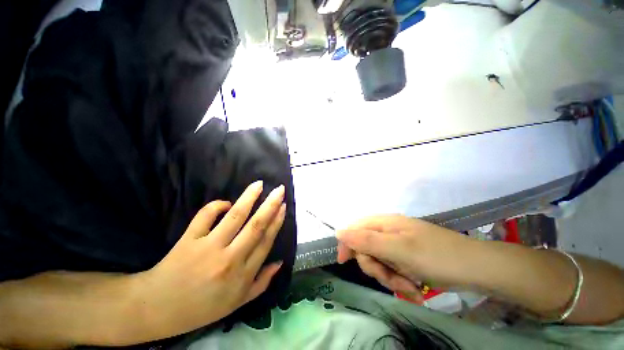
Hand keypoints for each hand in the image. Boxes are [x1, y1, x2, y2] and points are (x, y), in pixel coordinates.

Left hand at [137, 181, 286, 337]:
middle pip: (256, 225)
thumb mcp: (237, 303)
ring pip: (235, 216)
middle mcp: (230, 259)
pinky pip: (205, 216)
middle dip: (271, 205)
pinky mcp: (189, 240)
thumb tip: (280, 262)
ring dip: (249, 197)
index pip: (266, 241)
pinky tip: (226, 203)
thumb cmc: (202, 307)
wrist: (157, 309)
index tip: (284, 206)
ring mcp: (208, 247)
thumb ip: (262, 283)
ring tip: (259, 184)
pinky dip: (216, 206)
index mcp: (242, 274)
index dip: (277, 221)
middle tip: (280, 189)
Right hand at [336, 215, 473, 294]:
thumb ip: (365, 240)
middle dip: (375, 267)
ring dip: (389, 277)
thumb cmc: (436, 256)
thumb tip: (338, 231)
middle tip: (390, 278)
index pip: (355, 229)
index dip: (347, 244)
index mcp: (384, 223)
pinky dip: (400, 280)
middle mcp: (389, 231)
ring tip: (408, 286)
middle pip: (366, 247)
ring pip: (379, 261)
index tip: (344, 262)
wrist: (477, 269)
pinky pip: (392, 268)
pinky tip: (414, 287)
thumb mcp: (397, 249)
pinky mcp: (407, 257)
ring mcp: (398, 244)